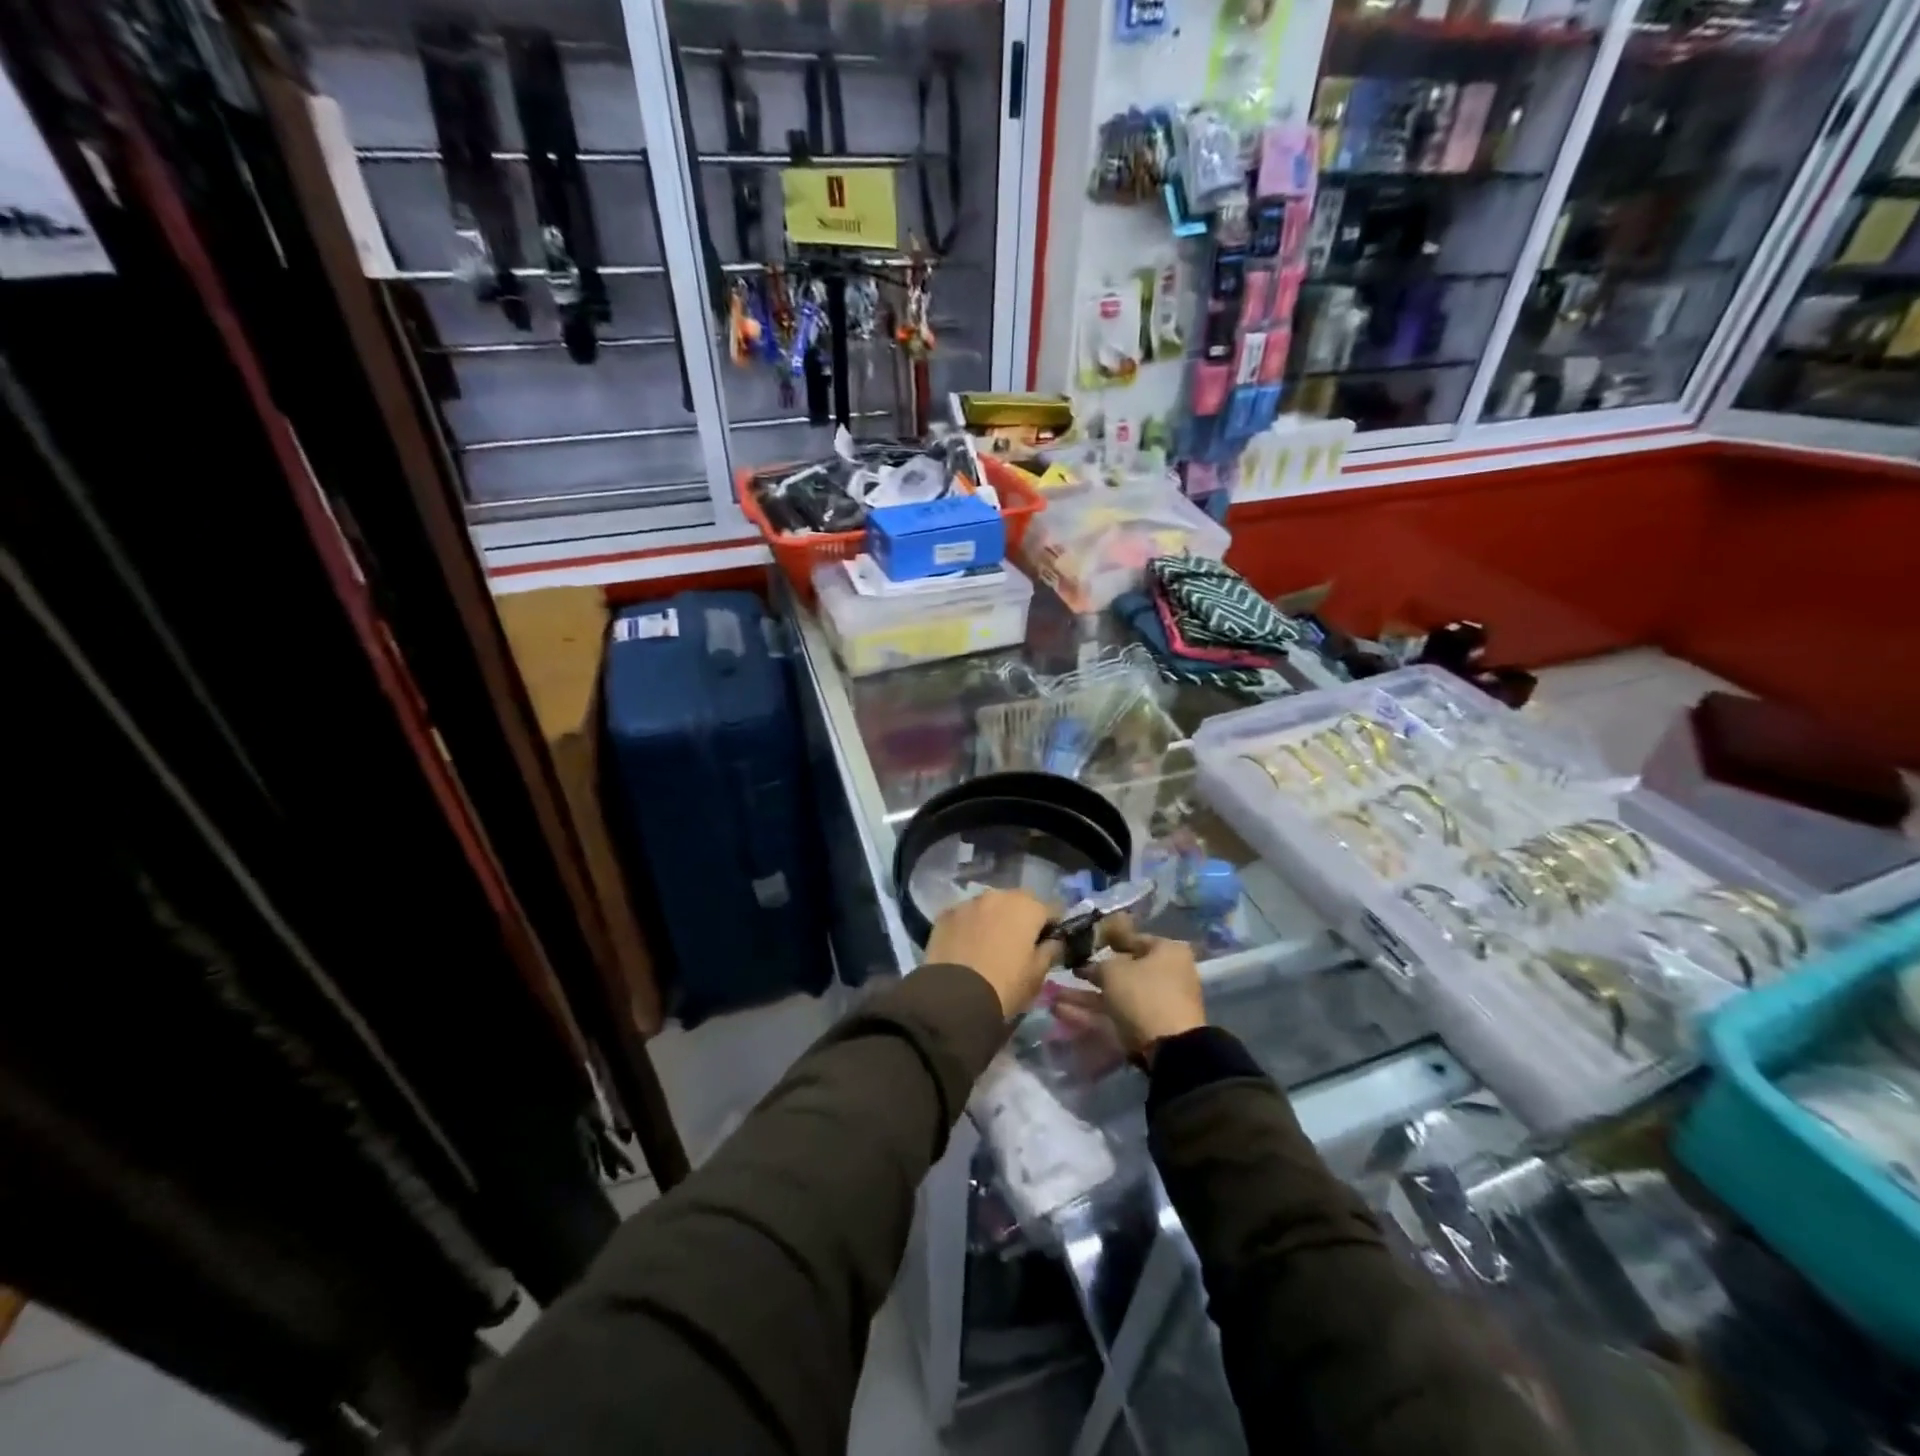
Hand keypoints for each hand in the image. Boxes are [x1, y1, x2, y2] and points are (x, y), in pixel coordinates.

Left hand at [925, 889, 1060, 1017]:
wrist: (955, 997)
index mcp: (1028, 907)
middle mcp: (999, 895)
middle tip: (1018, 944)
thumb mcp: (1038, 974)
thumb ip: (1051, 951)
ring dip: (994, 918)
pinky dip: (969, 925)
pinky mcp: (946, 914)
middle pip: (1019, 902)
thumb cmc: (1006, 986)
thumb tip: (1054, 941)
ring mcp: (969, 902)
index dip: (1053, 926)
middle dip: (1022, 917)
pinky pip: (965, 916)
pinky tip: (966, 946)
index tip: (1049, 942)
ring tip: (989, 944)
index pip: (1053, 908)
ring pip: (990, 905)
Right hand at [1054, 916, 1204, 1062]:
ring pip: (1114, 995)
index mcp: (1167, 952)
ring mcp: (1156, 1004)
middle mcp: (1166, 974)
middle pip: (1122, 970)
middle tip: (1064, 971)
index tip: (1081, 944)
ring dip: (1084, 996)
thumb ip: (1097, 965)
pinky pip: (1115, 1015)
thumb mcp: (1113, 971)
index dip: (1104, 940)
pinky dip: (1091, 1013)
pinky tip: (1061, 1011)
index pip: (1132, 938)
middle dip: (1089, 974)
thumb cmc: (1143, 994)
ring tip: (1052, 995)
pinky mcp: (1146, 1028)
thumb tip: (1089, 967)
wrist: (1169, 1048)